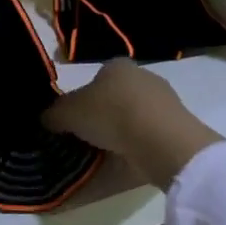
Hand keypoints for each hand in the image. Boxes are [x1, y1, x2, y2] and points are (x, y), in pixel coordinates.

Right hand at [43, 59, 223, 188]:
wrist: (161, 141)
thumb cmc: (111, 115)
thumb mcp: (68, 113)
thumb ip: (54, 114)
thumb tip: (47, 118)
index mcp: (116, 65)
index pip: (95, 78)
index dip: (82, 98)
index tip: (75, 120)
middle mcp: (142, 76)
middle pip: (115, 96)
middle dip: (103, 114)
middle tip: (88, 137)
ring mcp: (165, 100)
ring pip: (134, 115)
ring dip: (122, 131)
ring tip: (107, 153)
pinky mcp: (178, 125)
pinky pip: (150, 134)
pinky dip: (139, 144)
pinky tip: (129, 158)